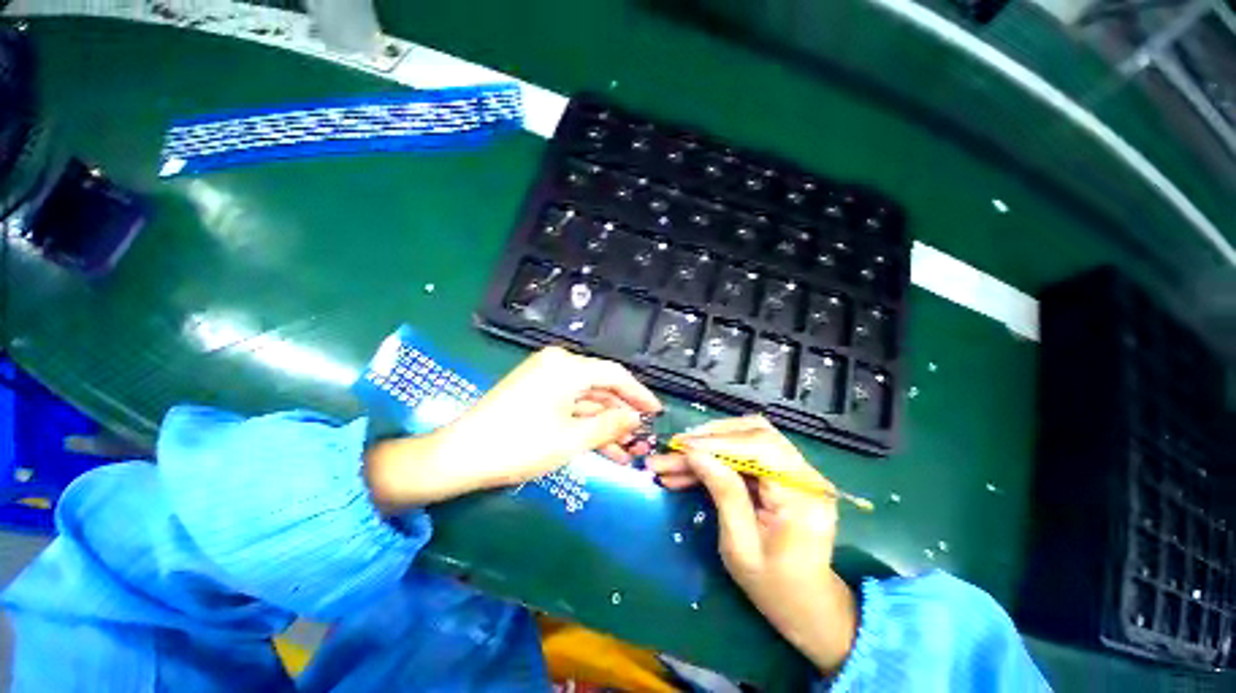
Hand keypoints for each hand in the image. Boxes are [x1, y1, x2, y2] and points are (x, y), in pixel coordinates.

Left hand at [366, 347, 660, 510]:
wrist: (460, 455)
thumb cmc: (520, 445)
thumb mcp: (572, 439)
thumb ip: (610, 425)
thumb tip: (636, 418)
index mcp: (568, 367)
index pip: (615, 375)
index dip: (639, 394)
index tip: (656, 413)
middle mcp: (558, 364)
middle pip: (601, 387)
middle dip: (622, 414)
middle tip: (642, 437)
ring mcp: (545, 378)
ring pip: (586, 399)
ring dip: (605, 423)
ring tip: (627, 451)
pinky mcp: (536, 392)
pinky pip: (570, 405)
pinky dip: (585, 423)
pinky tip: (603, 447)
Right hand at [647, 415, 857, 673]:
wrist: (807, 604)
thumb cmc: (774, 587)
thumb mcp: (741, 547)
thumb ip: (723, 493)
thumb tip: (695, 453)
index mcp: (803, 496)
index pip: (761, 447)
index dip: (718, 442)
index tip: (682, 447)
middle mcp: (805, 474)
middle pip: (754, 433)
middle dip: (709, 439)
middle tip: (674, 449)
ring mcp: (796, 470)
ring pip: (746, 438)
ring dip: (708, 446)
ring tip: (672, 460)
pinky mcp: (782, 472)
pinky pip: (744, 453)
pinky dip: (715, 457)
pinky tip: (688, 468)